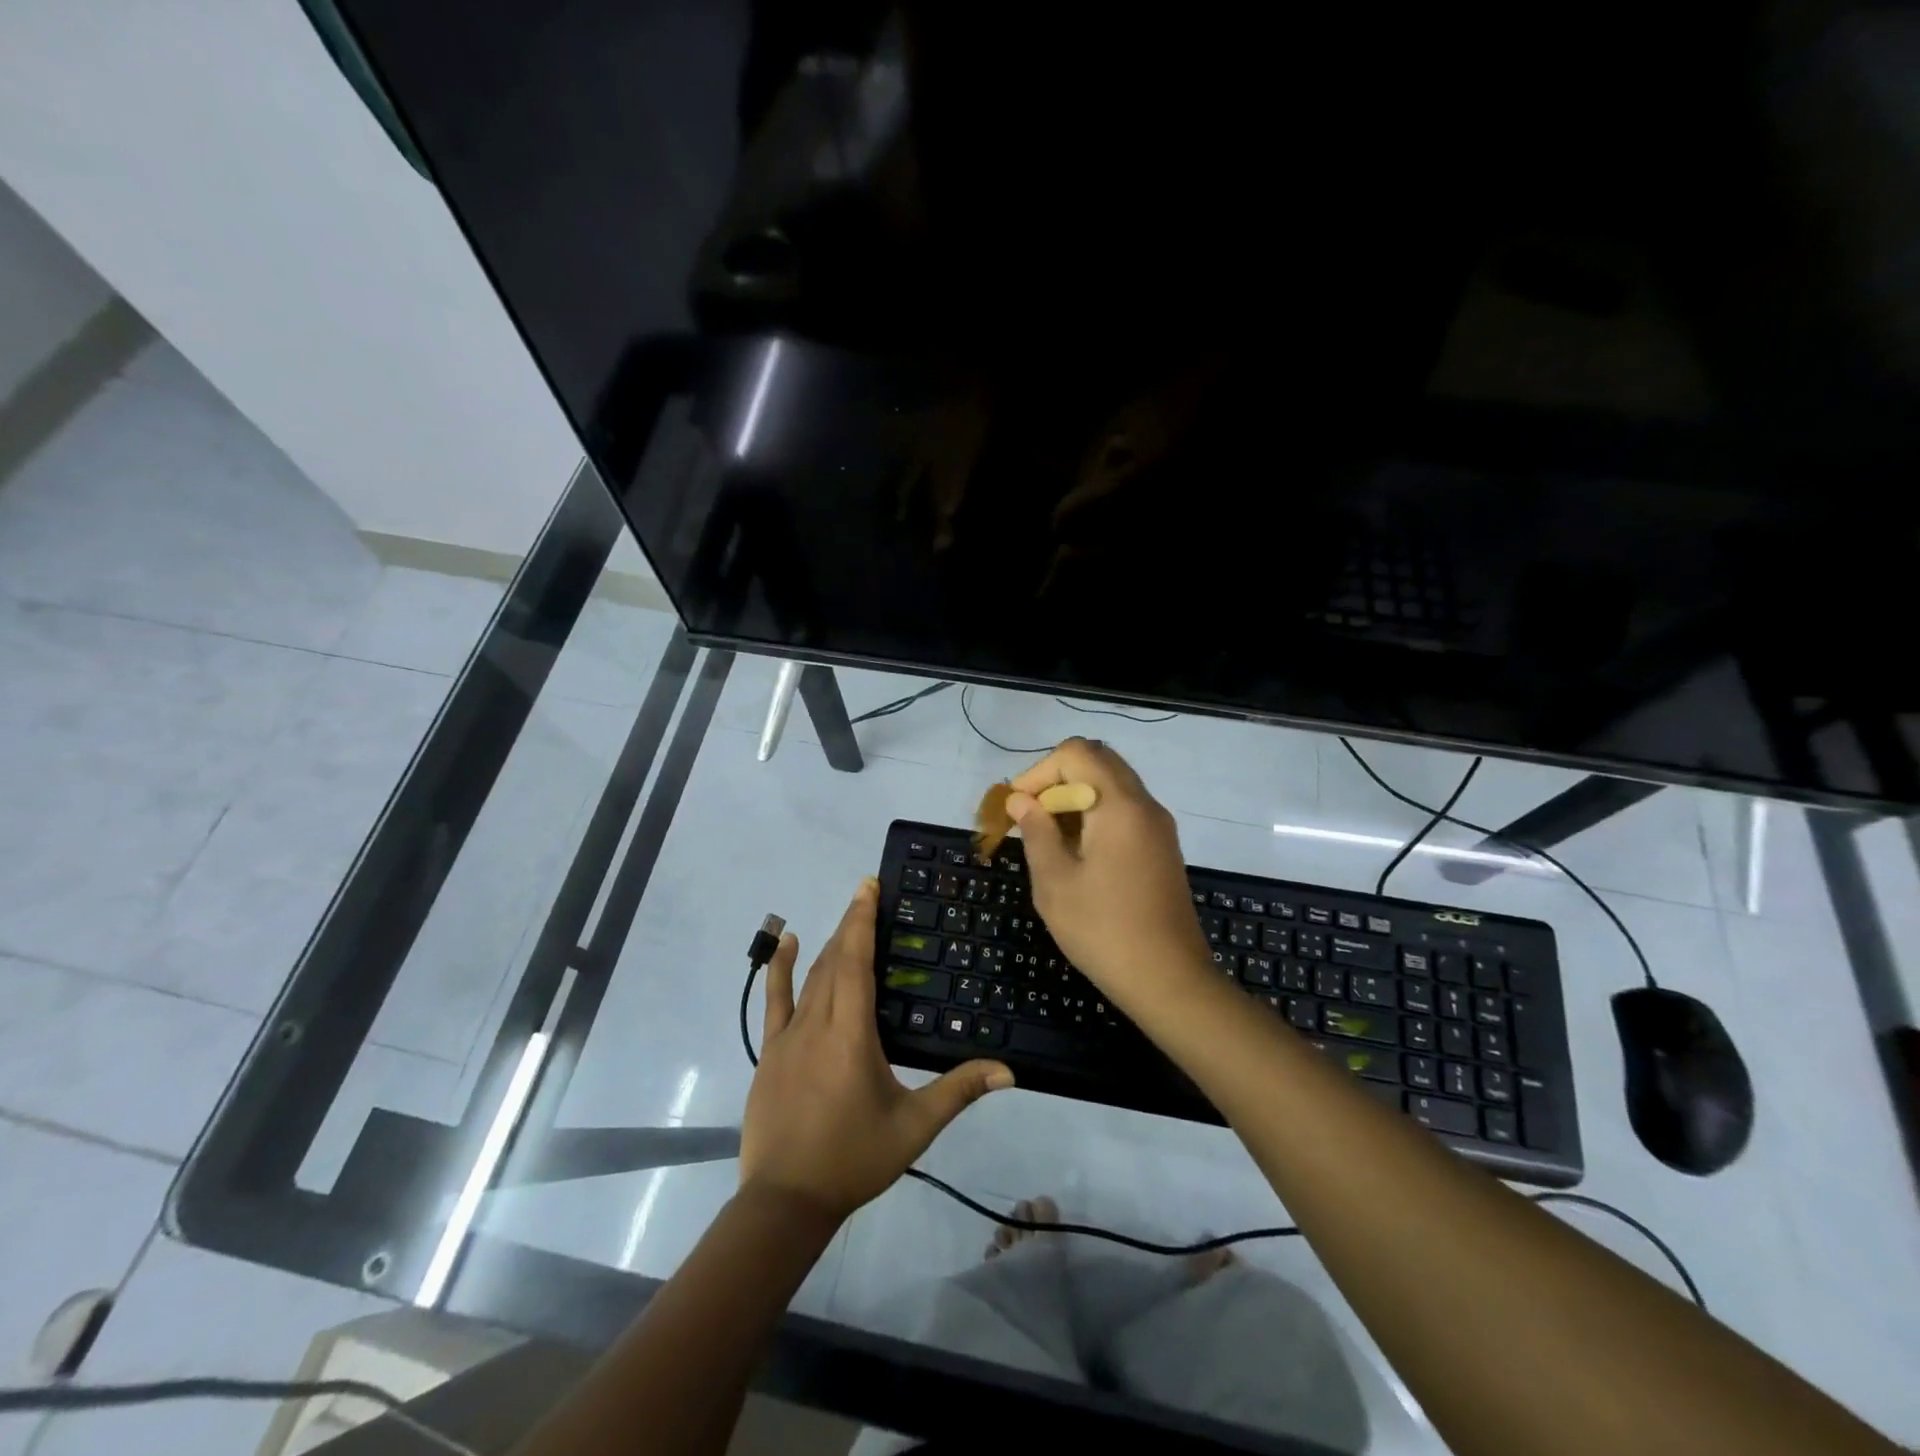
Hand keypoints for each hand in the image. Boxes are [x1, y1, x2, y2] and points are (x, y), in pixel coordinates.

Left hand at [741, 879, 1014, 1223]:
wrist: (785, 1201)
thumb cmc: (853, 1158)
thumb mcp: (914, 1127)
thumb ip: (959, 1092)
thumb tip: (1008, 1070)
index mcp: (851, 1034)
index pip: (856, 962)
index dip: (861, 921)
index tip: (869, 887)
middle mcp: (817, 1023)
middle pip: (834, 960)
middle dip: (850, 923)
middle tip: (867, 892)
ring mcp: (788, 1036)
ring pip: (809, 977)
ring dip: (827, 944)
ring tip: (846, 918)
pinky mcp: (770, 1051)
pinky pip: (774, 1000)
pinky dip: (779, 968)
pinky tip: (785, 943)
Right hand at [1007, 738, 1211, 1008]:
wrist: (1169, 980)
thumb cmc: (1104, 931)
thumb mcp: (1055, 882)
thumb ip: (1036, 832)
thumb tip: (1022, 800)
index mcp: (1119, 805)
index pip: (1076, 753)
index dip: (1039, 772)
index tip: (1019, 808)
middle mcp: (1145, 804)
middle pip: (1098, 761)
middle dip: (1057, 779)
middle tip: (1032, 816)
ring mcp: (1159, 826)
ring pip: (1112, 785)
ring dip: (1076, 797)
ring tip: (1049, 837)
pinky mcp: (1163, 847)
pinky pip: (1125, 809)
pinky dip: (1096, 814)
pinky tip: (1078, 853)